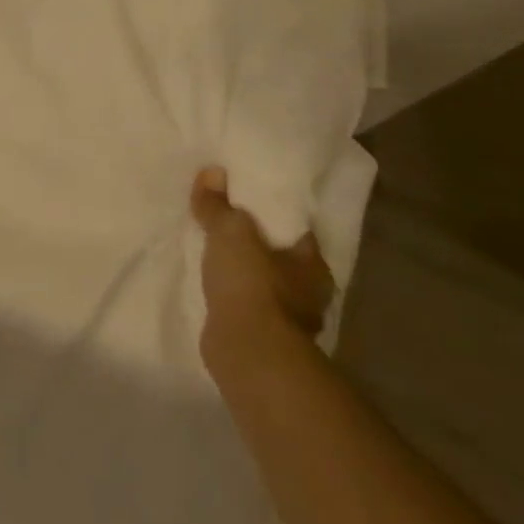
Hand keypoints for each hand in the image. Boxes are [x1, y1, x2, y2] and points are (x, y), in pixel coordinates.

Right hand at [191, 165, 333, 373]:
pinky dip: (233, 296)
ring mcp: (287, 320)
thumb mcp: (229, 232)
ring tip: (215, 254)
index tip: (250, 202)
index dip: (274, 215)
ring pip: (265, 285)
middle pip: (280, 258)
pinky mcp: (263, 338)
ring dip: (245, 273)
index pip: (295, 230)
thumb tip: (212, 171)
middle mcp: (308, 293)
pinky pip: (246, 306)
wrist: (248, 351)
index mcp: (312, 264)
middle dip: (257, 245)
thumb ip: (218, 205)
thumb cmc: (251, 283)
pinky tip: (214, 286)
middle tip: (228, 224)